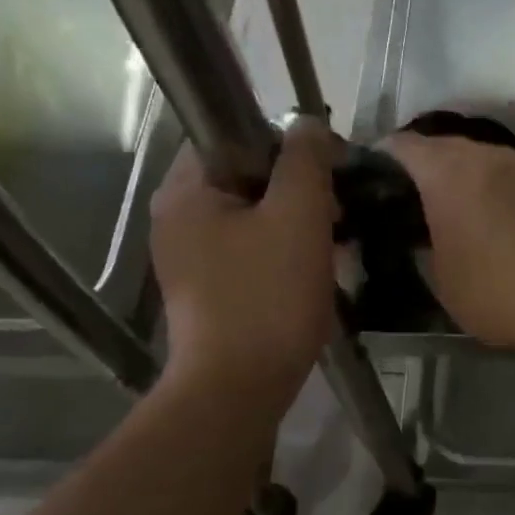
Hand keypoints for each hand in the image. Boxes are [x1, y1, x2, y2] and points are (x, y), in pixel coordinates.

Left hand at [151, 120, 337, 405]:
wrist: (238, 390)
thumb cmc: (267, 297)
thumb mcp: (297, 217)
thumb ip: (304, 160)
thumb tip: (307, 124)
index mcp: (186, 190)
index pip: (235, 135)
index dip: (287, 142)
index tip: (328, 167)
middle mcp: (177, 218)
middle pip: (245, 178)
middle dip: (297, 189)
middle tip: (337, 209)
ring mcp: (189, 258)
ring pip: (251, 218)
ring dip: (294, 223)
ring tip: (334, 241)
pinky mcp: (207, 291)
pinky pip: (249, 252)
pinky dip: (281, 253)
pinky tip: (314, 270)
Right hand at [385, 133, 514, 367]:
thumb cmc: (500, 293)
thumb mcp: (443, 282)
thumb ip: (426, 249)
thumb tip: (426, 238)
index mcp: (450, 173)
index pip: (404, 146)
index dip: (383, 158)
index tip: (374, 179)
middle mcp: (491, 157)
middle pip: (449, 148)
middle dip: (429, 169)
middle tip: (417, 201)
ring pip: (490, 163)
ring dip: (473, 181)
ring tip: (466, 215)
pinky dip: (508, 196)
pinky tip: (512, 228)